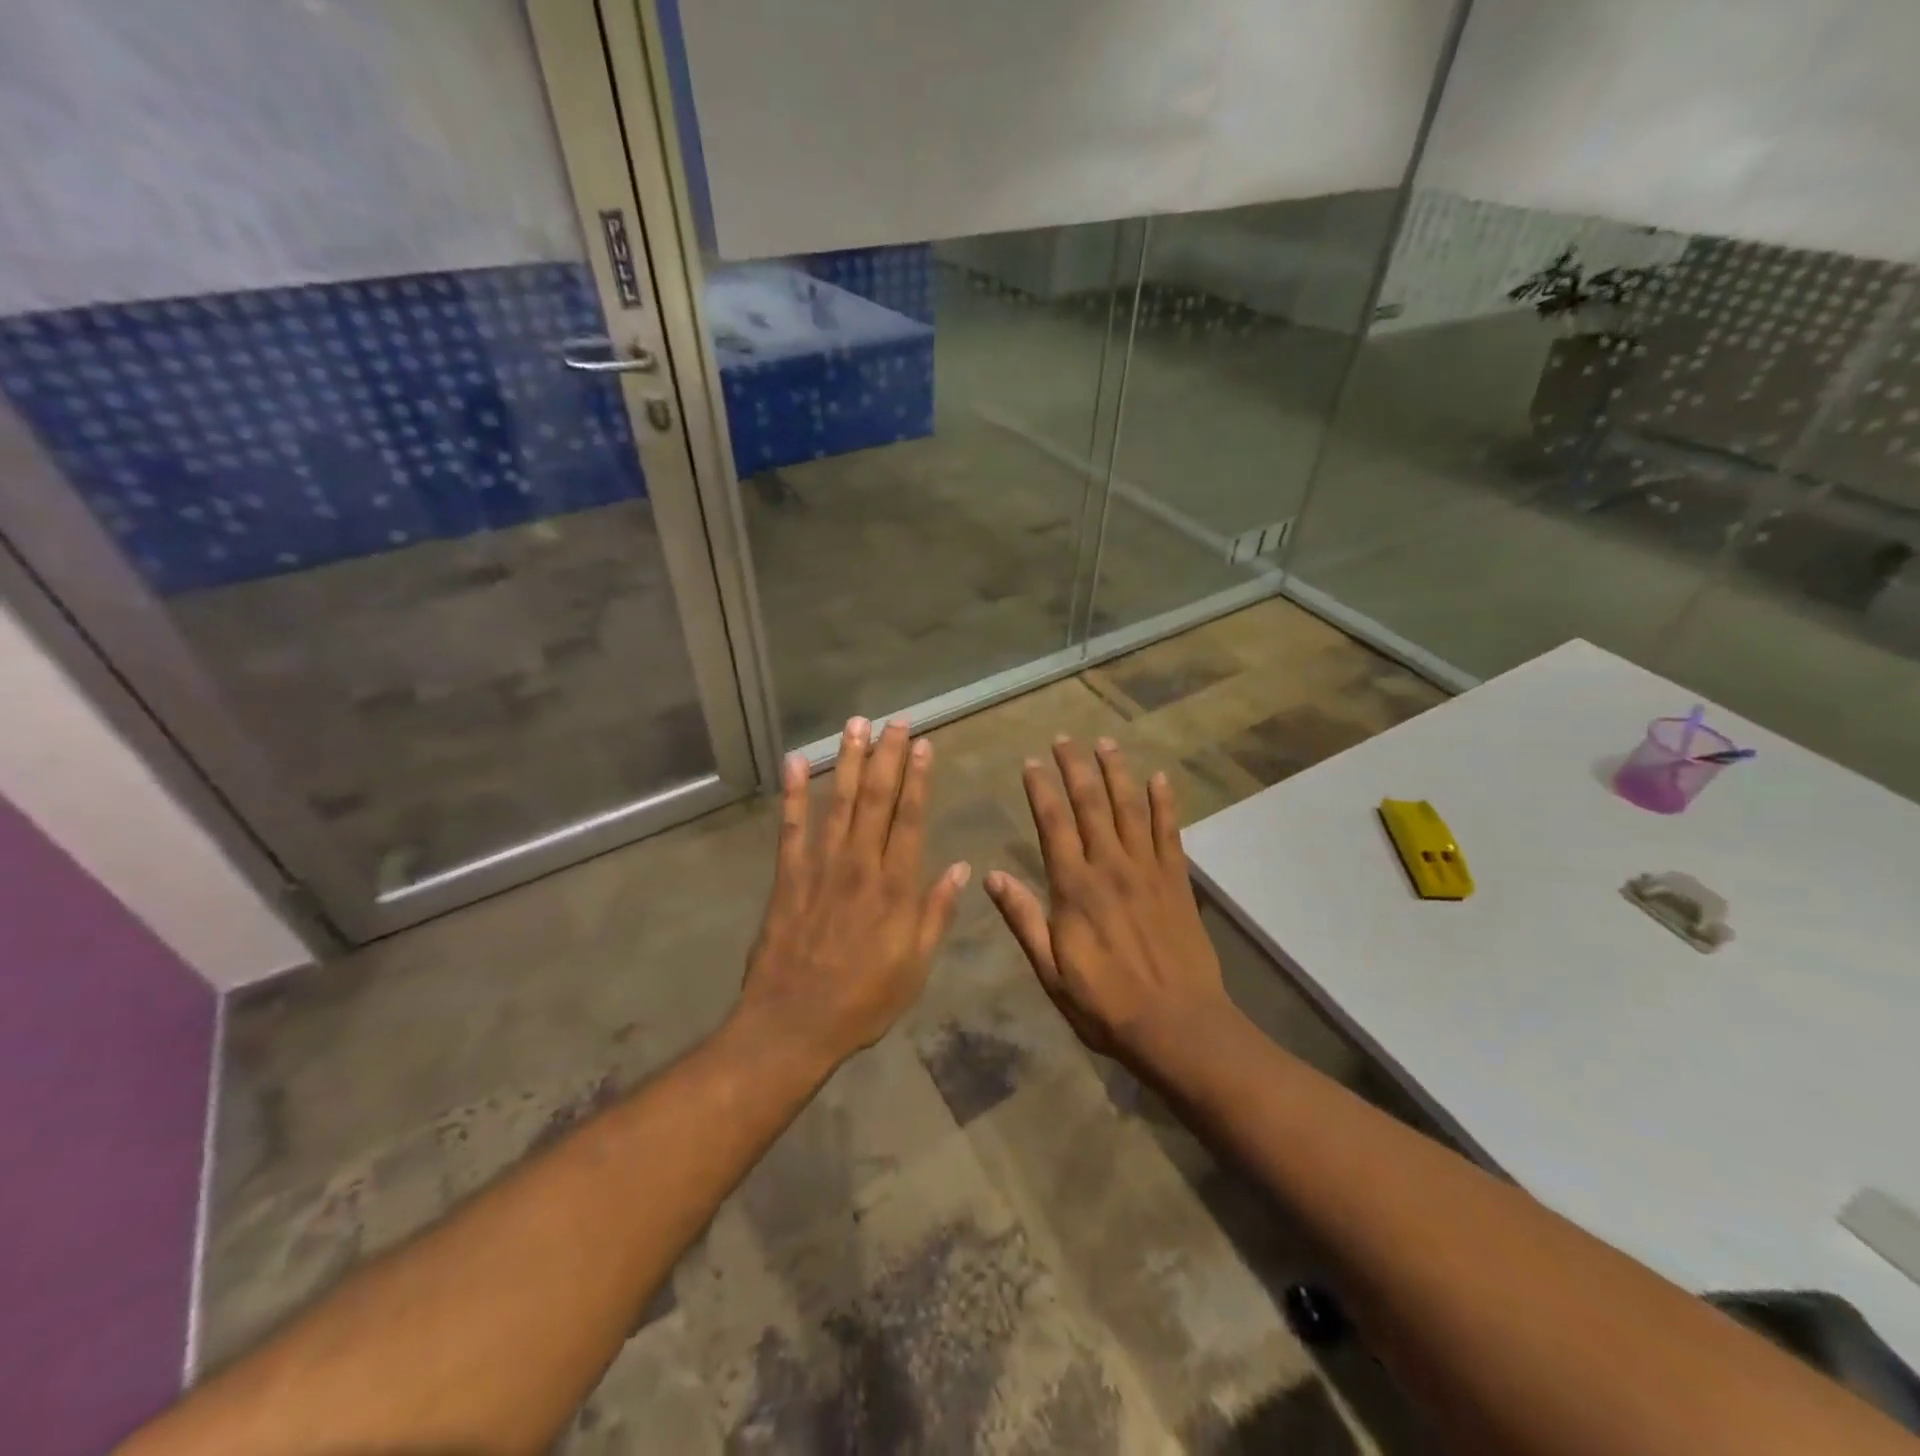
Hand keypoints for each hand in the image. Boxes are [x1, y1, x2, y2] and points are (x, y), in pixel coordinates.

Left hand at [738, 718, 969, 1067]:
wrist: (793, 1024)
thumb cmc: (863, 1001)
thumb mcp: (915, 967)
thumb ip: (936, 914)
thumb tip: (961, 868)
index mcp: (895, 888)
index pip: (911, 819)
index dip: (919, 779)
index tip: (923, 745)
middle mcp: (860, 865)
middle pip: (877, 800)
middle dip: (888, 757)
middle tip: (895, 722)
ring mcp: (820, 867)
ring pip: (840, 802)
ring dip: (850, 761)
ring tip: (856, 725)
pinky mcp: (788, 876)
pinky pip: (791, 827)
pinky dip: (795, 793)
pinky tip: (797, 761)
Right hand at [985, 736, 1229, 1066]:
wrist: (1177, 1025)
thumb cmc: (1105, 1004)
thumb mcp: (1050, 971)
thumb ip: (1023, 920)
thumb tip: (992, 877)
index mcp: (1074, 887)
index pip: (1053, 824)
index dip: (1040, 790)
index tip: (1031, 762)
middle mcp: (1110, 867)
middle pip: (1090, 805)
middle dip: (1075, 768)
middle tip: (1065, 738)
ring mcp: (1147, 870)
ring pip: (1130, 808)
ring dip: (1116, 772)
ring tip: (1106, 743)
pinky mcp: (1177, 880)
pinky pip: (1170, 832)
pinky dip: (1165, 803)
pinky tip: (1160, 779)